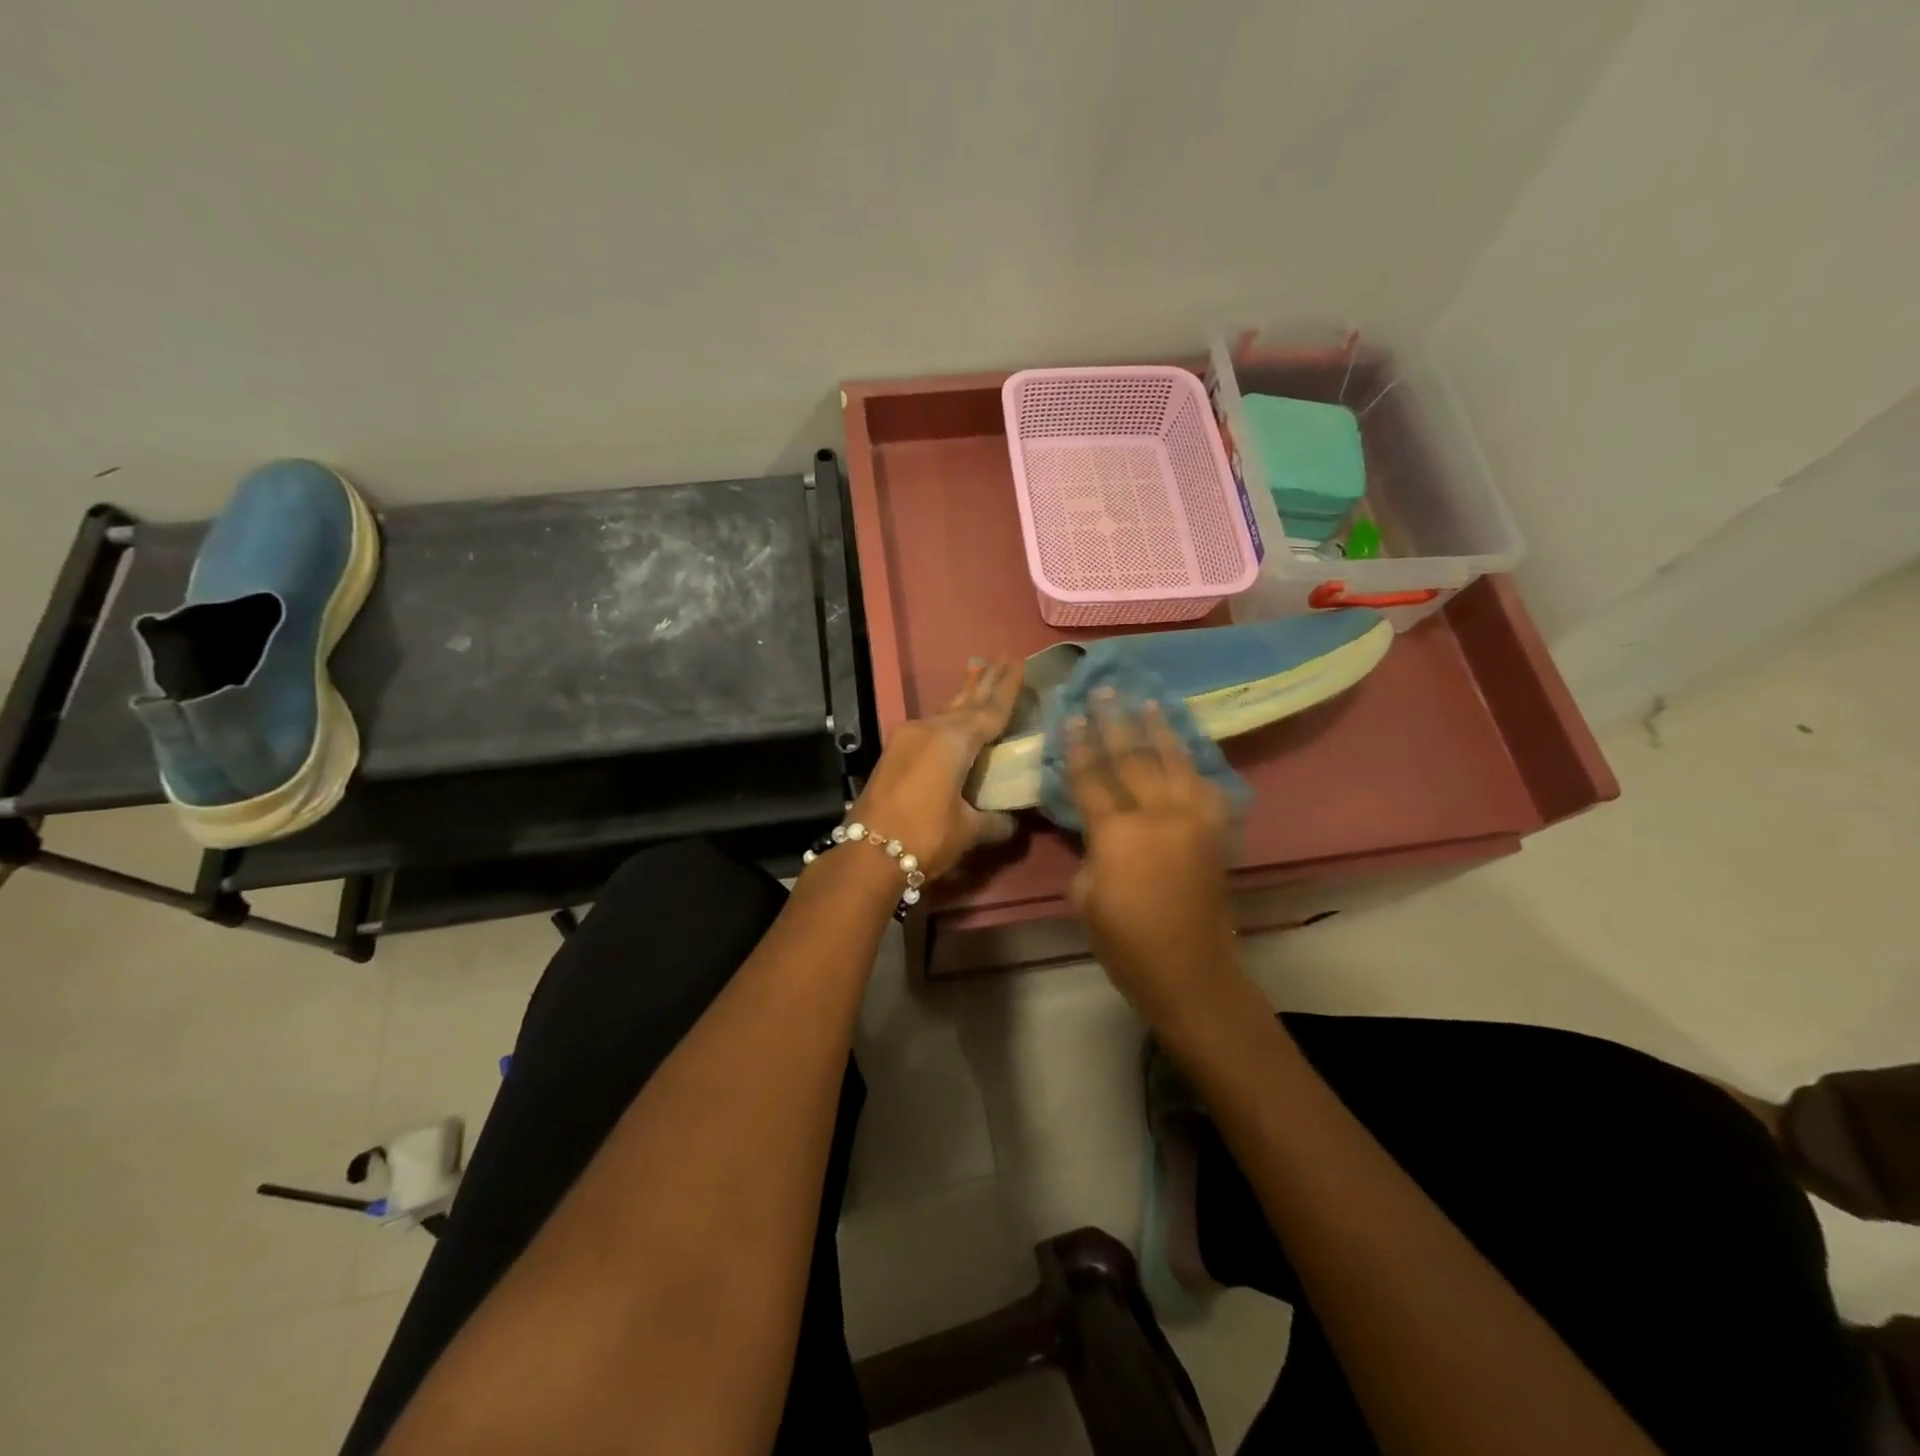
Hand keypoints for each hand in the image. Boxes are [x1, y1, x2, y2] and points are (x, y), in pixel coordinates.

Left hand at [849, 659, 1023, 879]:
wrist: (866, 854)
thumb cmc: (925, 837)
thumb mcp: (968, 831)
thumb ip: (995, 822)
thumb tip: (1011, 822)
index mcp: (953, 741)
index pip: (990, 710)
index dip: (1007, 688)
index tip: (1018, 660)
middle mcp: (929, 730)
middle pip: (965, 702)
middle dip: (985, 681)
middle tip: (1002, 656)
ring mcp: (907, 739)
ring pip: (944, 711)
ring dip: (964, 696)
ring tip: (979, 674)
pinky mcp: (894, 753)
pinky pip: (930, 726)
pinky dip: (948, 718)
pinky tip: (952, 718)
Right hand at [1065, 690, 1239, 1021]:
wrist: (1190, 970)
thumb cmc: (1125, 941)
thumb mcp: (1085, 895)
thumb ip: (1090, 850)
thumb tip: (1097, 826)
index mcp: (1118, 833)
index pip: (1091, 778)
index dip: (1077, 746)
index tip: (1069, 715)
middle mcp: (1158, 814)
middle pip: (1132, 758)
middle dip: (1115, 721)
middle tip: (1104, 689)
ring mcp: (1193, 818)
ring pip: (1173, 760)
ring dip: (1158, 728)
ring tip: (1146, 699)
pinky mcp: (1216, 830)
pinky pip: (1206, 784)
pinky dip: (1194, 761)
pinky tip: (1186, 744)